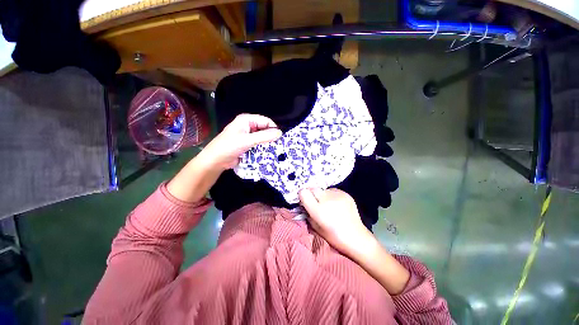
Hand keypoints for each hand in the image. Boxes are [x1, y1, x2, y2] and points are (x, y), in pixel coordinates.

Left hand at [197, 114, 282, 170]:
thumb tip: (280, 133)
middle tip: (279, 146)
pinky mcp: (248, 145)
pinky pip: (259, 145)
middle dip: (271, 137)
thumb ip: (264, 136)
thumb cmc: (229, 147)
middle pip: (264, 129)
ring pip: (262, 138)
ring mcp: (248, 136)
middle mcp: (248, 126)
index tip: (280, 139)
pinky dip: (263, 149)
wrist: (216, 160)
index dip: (273, 128)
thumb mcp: (247, 140)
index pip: (265, 121)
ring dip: (267, 144)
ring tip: (275, 151)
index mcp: (247, 120)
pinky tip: (267, 154)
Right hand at [300, 188, 410, 294]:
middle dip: (311, 194)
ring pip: (323, 189)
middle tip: (314, 202)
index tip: (303, 200)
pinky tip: (335, 204)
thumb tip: (303, 204)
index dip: (302, 195)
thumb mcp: (315, 227)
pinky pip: (332, 190)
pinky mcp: (345, 194)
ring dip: (321, 195)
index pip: (303, 192)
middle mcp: (327, 200)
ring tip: (327, 204)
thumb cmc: (334, 236)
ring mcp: (337, 195)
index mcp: (318, 210)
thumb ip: (307, 213)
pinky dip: (331, 195)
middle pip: (312, 188)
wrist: (356, 237)